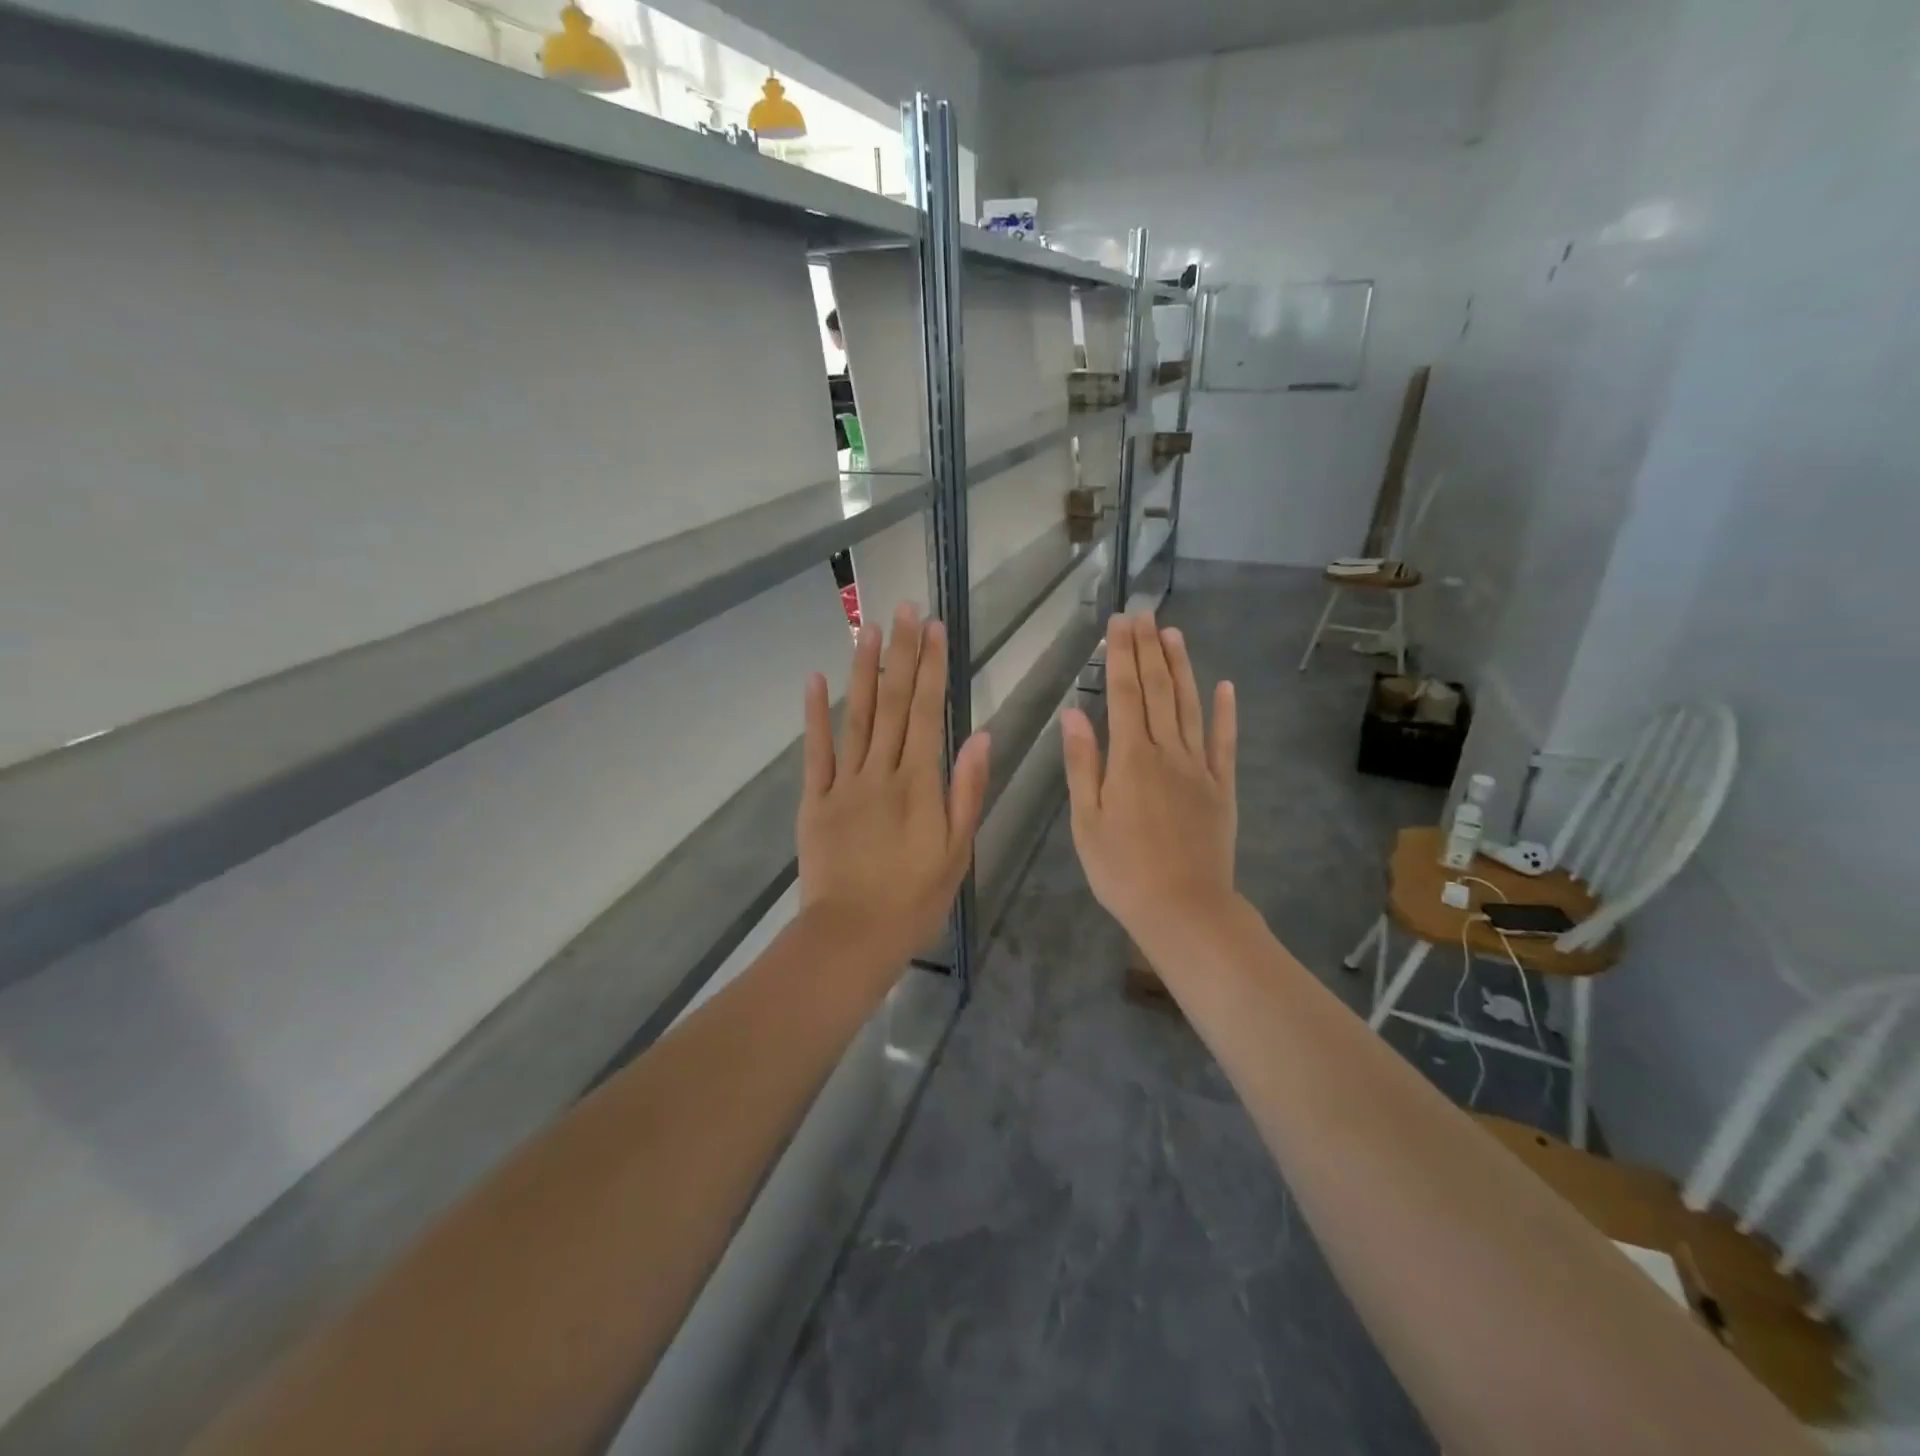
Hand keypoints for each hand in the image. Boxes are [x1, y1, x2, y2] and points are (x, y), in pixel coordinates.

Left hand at [798, 603, 989, 974]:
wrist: (852, 936)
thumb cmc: (914, 899)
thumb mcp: (957, 851)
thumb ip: (968, 791)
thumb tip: (980, 735)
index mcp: (919, 784)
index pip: (927, 712)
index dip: (931, 667)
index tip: (934, 629)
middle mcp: (881, 772)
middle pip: (892, 703)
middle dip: (901, 653)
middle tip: (904, 609)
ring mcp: (843, 783)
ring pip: (856, 717)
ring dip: (863, 670)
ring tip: (868, 629)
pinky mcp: (814, 800)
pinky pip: (815, 751)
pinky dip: (815, 714)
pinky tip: (816, 679)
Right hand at [1061, 612, 1237, 957]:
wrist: (1184, 909)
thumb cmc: (1122, 870)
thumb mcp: (1087, 821)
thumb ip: (1082, 764)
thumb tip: (1073, 713)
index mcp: (1130, 759)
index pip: (1125, 694)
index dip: (1121, 656)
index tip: (1119, 623)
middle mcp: (1167, 753)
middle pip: (1158, 691)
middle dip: (1149, 650)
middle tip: (1144, 613)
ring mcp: (1199, 769)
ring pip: (1190, 707)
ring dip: (1182, 668)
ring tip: (1174, 634)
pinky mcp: (1222, 788)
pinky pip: (1224, 744)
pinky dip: (1225, 714)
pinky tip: (1225, 687)